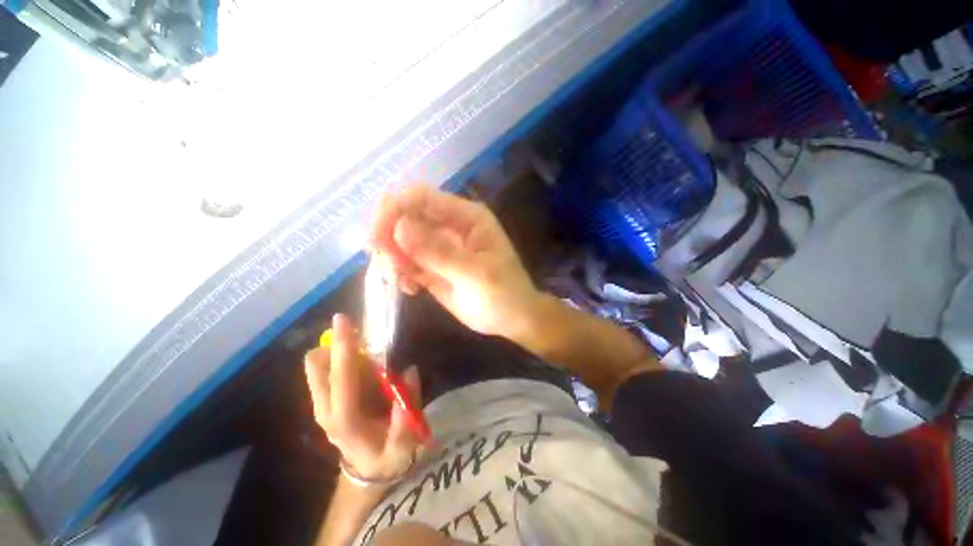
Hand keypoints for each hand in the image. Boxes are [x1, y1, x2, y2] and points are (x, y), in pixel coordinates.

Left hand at [304, 314, 421, 480]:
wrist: (368, 470)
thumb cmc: (387, 456)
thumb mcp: (403, 444)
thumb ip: (407, 411)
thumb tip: (410, 372)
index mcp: (344, 418)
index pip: (339, 377)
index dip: (343, 346)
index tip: (344, 320)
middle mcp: (326, 408)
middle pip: (317, 365)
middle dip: (337, 345)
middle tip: (365, 340)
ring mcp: (322, 404)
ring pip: (319, 365)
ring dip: (342, 351)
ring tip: (371, 360)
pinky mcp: (326, 399)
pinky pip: (328, 369)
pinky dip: (343, 359)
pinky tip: (366, 369)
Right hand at [369, 184, 542, 339]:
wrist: (512, 319)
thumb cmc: (505, 294)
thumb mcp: (477, 274)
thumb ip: (439, 253)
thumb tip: (399, 228)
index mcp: (467, 217)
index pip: (422, 198)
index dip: (395, 209)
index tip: (375, 236)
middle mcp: (450, 225)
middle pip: (406, 216)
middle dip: (388, 236)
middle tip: (384, 262)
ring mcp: (439, 247)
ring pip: (401, 239)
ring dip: (392, 256)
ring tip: (401, 279)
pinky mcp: (432, 266)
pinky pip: (406, 261)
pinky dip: (400, 272)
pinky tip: (410, 289)